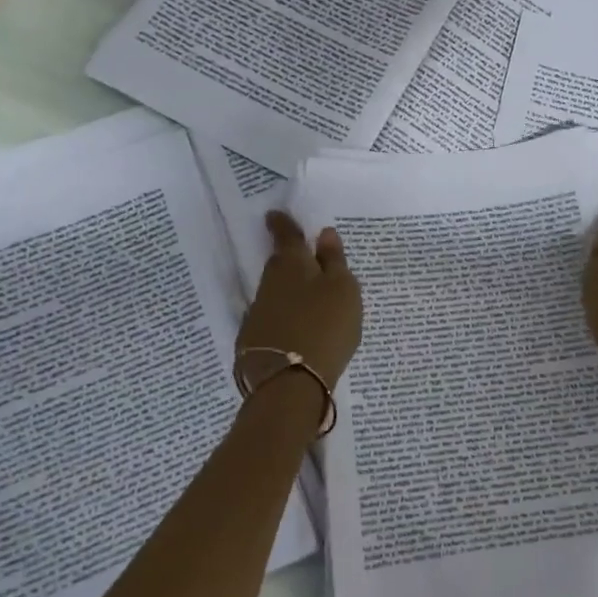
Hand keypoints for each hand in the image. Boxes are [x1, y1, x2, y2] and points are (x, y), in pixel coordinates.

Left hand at [239, 212, 363, 387]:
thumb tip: (324, 233)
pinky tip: (295, 329)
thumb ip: (334, 261)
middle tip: (302, 258)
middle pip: (279, 265)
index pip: (286, 236)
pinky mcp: (253, 342)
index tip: (274, 214)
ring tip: (305, 299)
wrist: (290, 382)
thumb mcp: (344, 290)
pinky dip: (282, 319)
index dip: (282, 224)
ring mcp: (257, 313)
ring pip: (274, 294)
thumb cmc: (326, 326)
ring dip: (286, 292)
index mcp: (292, 265)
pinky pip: (271, 320)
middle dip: (288, 260)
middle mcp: (269, 284)